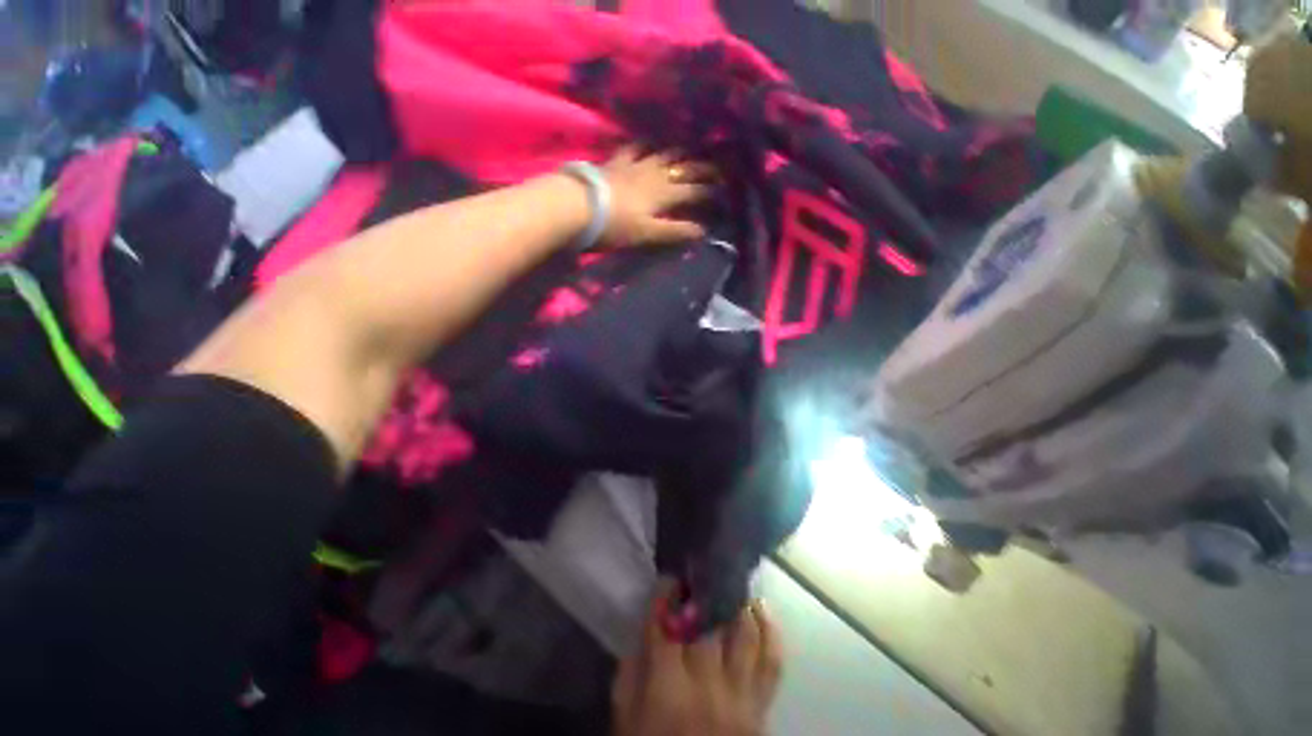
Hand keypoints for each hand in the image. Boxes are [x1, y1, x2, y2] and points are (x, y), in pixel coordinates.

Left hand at [599, 147, 716, 246]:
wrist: (579, 206)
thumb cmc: (616, 226)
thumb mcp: (648, 234)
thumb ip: (675, 231)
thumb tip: (703, 231)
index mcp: (664, 194)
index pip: (694, 191)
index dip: (711, 192)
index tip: (726, 192)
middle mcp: (655, 174)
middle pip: (684, 168)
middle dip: (703, 168)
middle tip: (719, 167)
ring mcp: (635, 164)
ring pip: (664, 153)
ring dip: (680, 152)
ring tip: (691, 150)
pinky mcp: (617, 161)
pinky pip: (635, 147)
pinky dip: (645, 144)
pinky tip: (649, 141)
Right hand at [612, 580, 782, 735]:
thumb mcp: (627, 722)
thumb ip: (631, 675)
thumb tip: (646, 629)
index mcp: (667, 692)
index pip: (666, 628)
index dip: (666, 596)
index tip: (669, 577)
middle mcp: (707, 688)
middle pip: (707, 624)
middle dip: (702, 588)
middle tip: (699, 567)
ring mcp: (740, 696)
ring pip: (744, 634)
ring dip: (737, 600)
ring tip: (729, 578)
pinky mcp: (761, 707)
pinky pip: (773, 662)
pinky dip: (770, 630)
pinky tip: (760, 607)